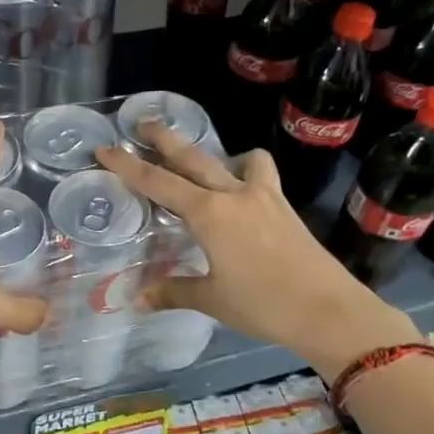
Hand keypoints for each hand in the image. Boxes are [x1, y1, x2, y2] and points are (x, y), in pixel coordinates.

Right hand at [95, 124, 420, 376]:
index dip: (127, 165)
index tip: (105, 149)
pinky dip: (247, 171)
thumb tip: (137, 300)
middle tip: (142, 123)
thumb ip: (173, 292)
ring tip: (203, 165)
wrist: (328, 310)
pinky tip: (242, 192)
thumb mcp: (212, 299)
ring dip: (214, 155)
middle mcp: (233, 194)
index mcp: (209, 214)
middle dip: (165, 139)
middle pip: (193, 158)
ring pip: (234, 160)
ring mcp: (263, 196)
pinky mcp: (283, 207)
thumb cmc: (263, 305)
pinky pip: (260, 175)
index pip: (158, 182)